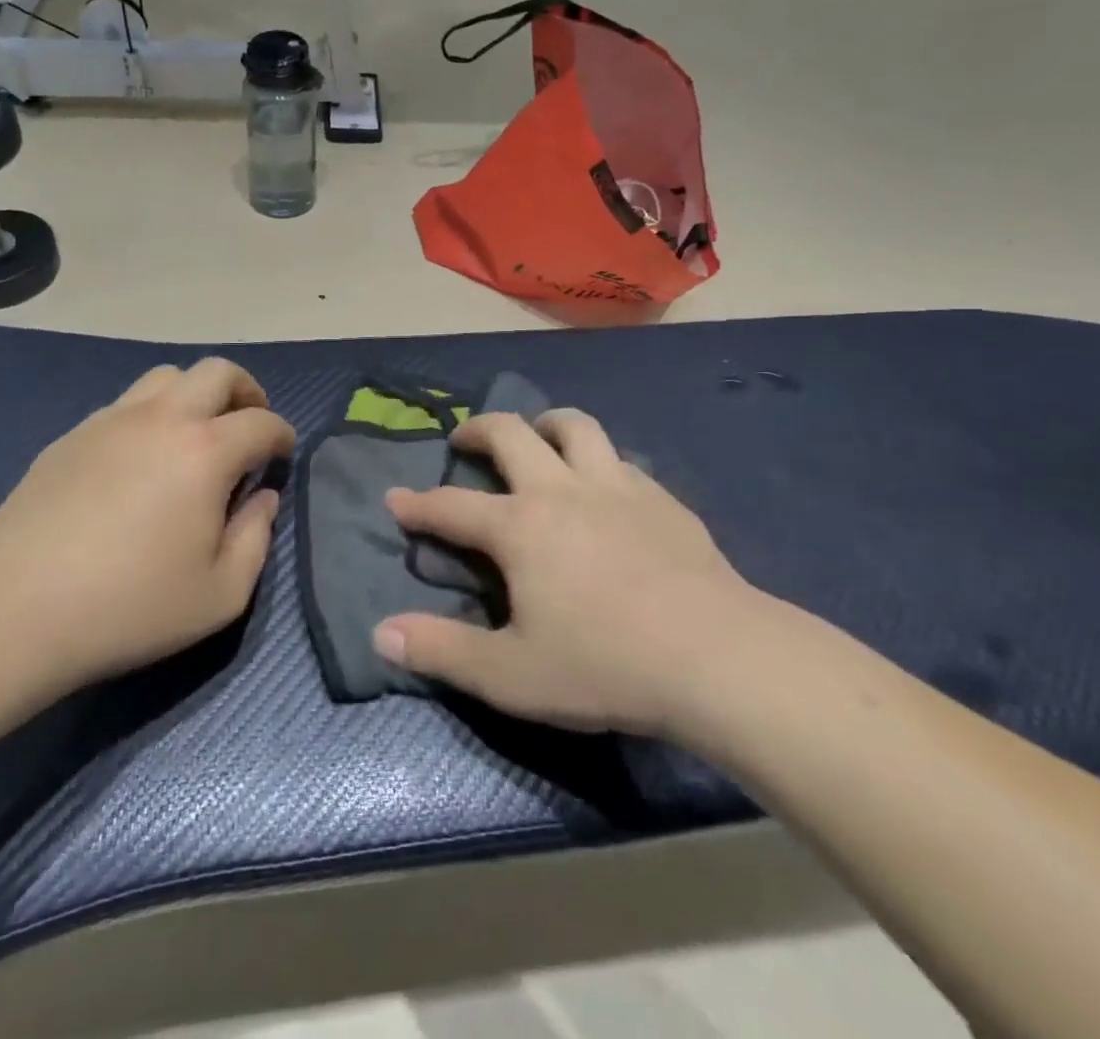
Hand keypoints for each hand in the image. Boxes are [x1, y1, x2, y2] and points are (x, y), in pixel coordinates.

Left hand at [0, 359, 294, 690]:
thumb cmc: (130, 607)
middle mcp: (162, 419)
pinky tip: (141, 459)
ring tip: (196, 435)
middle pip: (217, 371)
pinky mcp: (72, 436)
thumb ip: (257, 539)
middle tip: (248, 425)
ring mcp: (111, 421)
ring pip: (167, 377)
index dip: (282, 435)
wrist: (14, 611)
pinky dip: (151, 415)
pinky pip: (125, 404)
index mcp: (205, 452)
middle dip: (246, 390)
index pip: (262, 421)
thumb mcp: (220, 595)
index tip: (282, 455)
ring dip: (196, 395)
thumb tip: (263, 498)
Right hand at [374, 411, 774, 744]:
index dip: (417, 505)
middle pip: (511, 434)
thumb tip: (381, 633)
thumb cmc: (606, 665)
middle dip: (478, 430)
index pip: (451, 507)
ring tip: (536, 439)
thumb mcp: (510, 675)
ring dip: (545, 424)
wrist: (719, 657)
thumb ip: (441, 651)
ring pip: (575, 426)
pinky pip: (619, 460)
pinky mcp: (661, 498)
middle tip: (464, 441)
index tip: (395, 499)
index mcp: (520, 527)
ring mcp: (617, 487)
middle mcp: (562, 490)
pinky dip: (597, 461)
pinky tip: (604, 489)